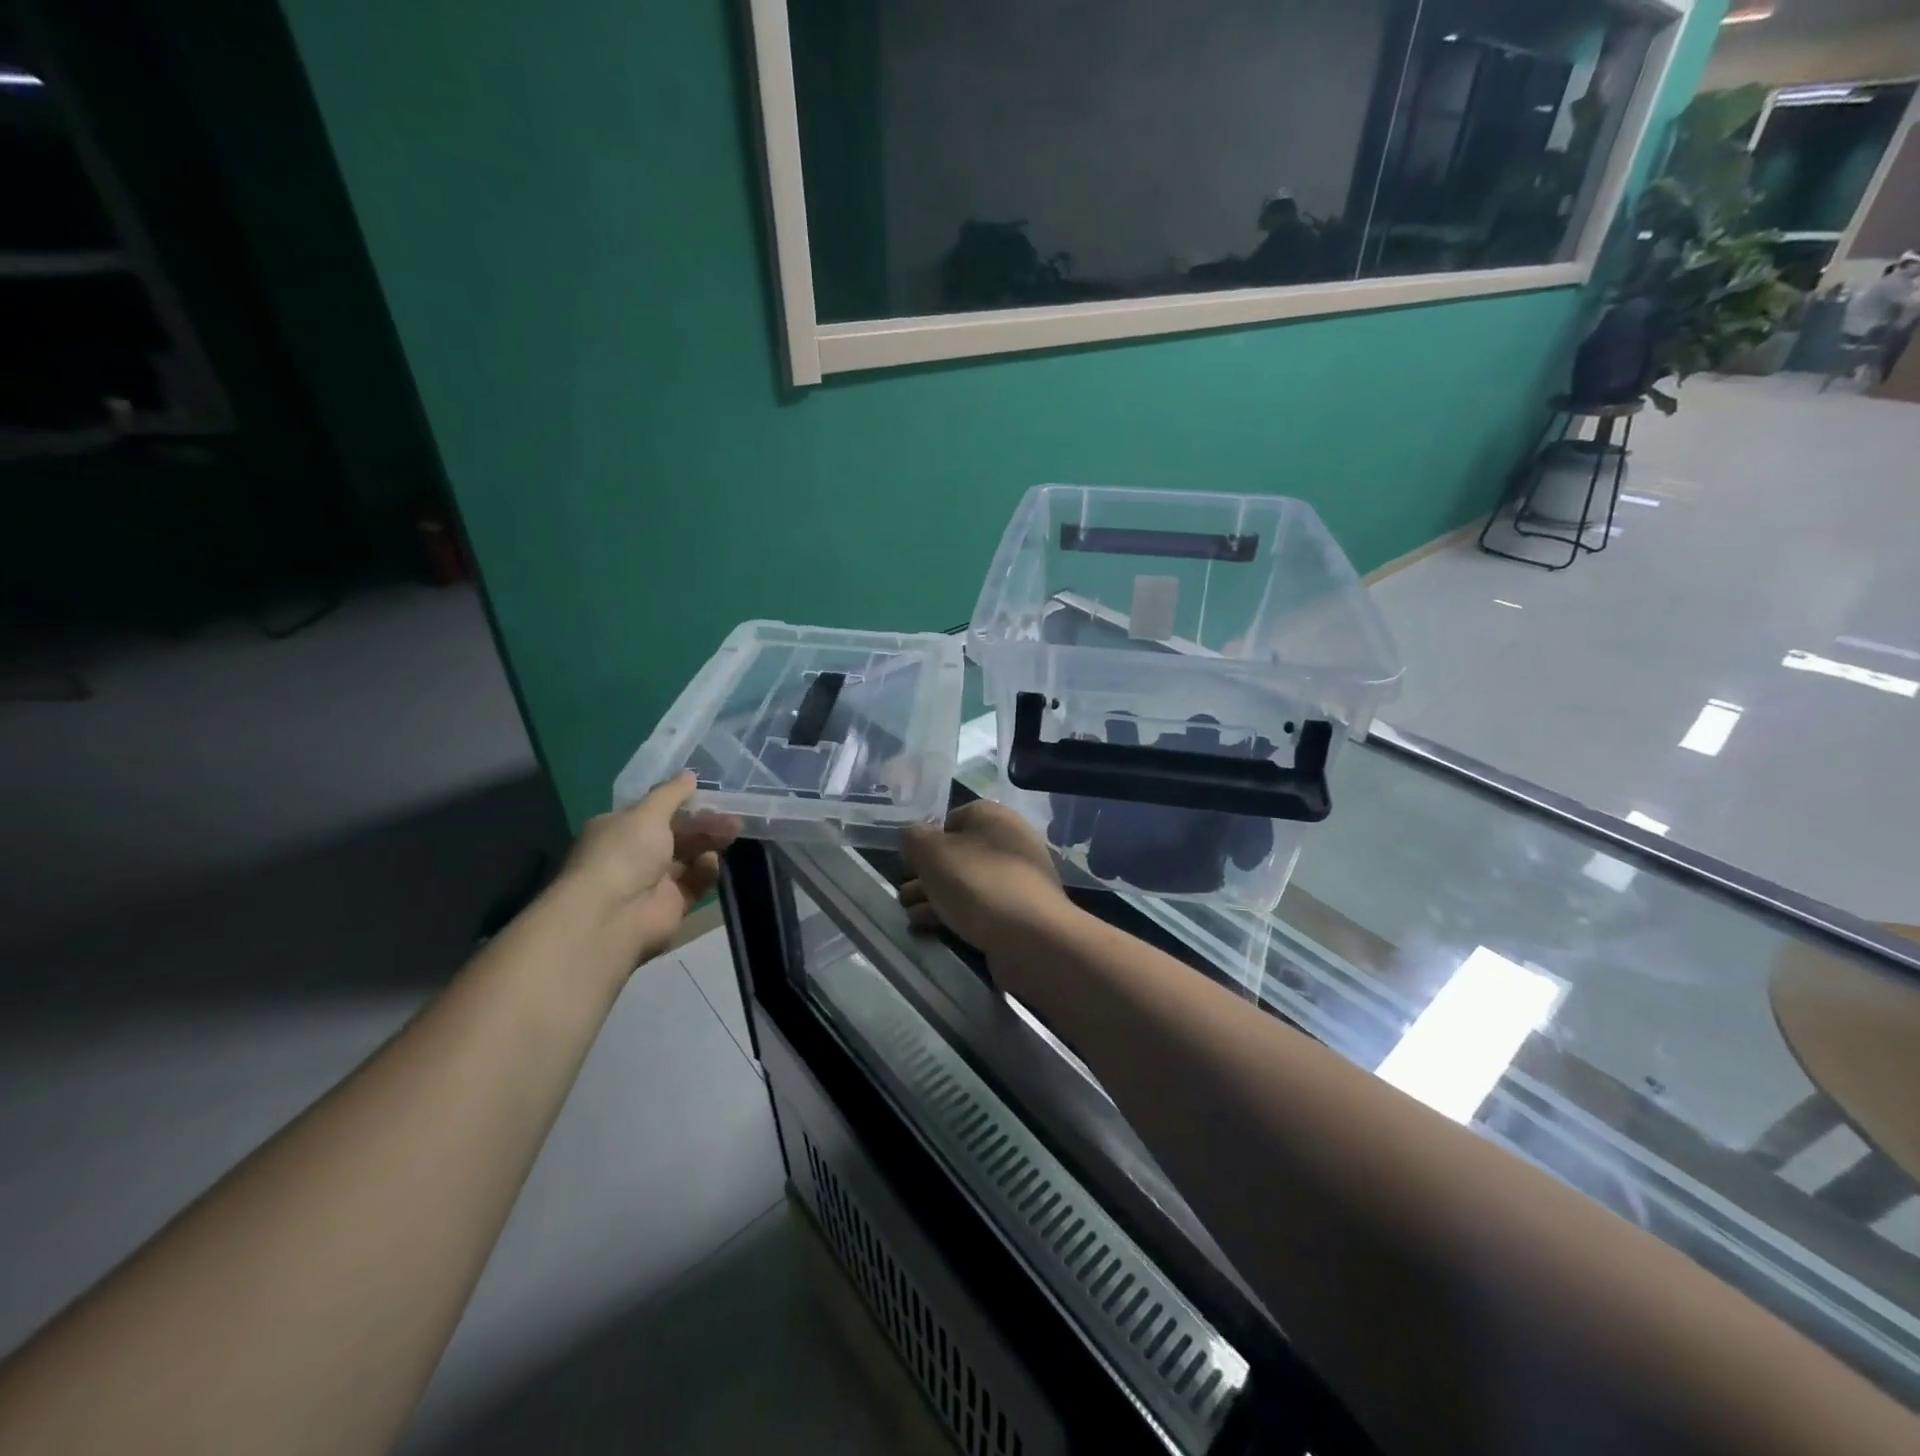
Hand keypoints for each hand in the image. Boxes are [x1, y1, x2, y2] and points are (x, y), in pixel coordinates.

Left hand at [561, 772, 739, 963]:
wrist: (614, 916)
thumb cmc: (624, 854)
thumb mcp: (647, 813)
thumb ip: (671, 793)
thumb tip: (689, 773)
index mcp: (620, 829)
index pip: (655, 812)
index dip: (682, 802)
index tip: (710, 794)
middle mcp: (635, 854)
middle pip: (677, 834)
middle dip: (704, 823)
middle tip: (733, 816)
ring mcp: (653, 881)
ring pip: (689, 857)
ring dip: (710, 843)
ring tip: (734, 832)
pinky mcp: (672, 904)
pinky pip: (695, 883)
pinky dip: (706, 871)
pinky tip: (713, 862)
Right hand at [899, 801, 1070, 955]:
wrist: (1031, 937)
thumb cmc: (978, 883)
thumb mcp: (933, 853)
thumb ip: (913, 838)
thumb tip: (910, 834)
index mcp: (993, 817)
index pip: (952, 818)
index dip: (925, 839)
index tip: (907, 862)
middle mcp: (1009, 841)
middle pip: (958, 854)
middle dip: (927, 874)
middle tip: (903, 894)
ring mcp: (1017, 878)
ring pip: (966, 883)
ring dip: (935, 897)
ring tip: (909, 915)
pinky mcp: (1019, 912)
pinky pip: (979, 907)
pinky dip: (954, 915)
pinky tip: (929, 930)